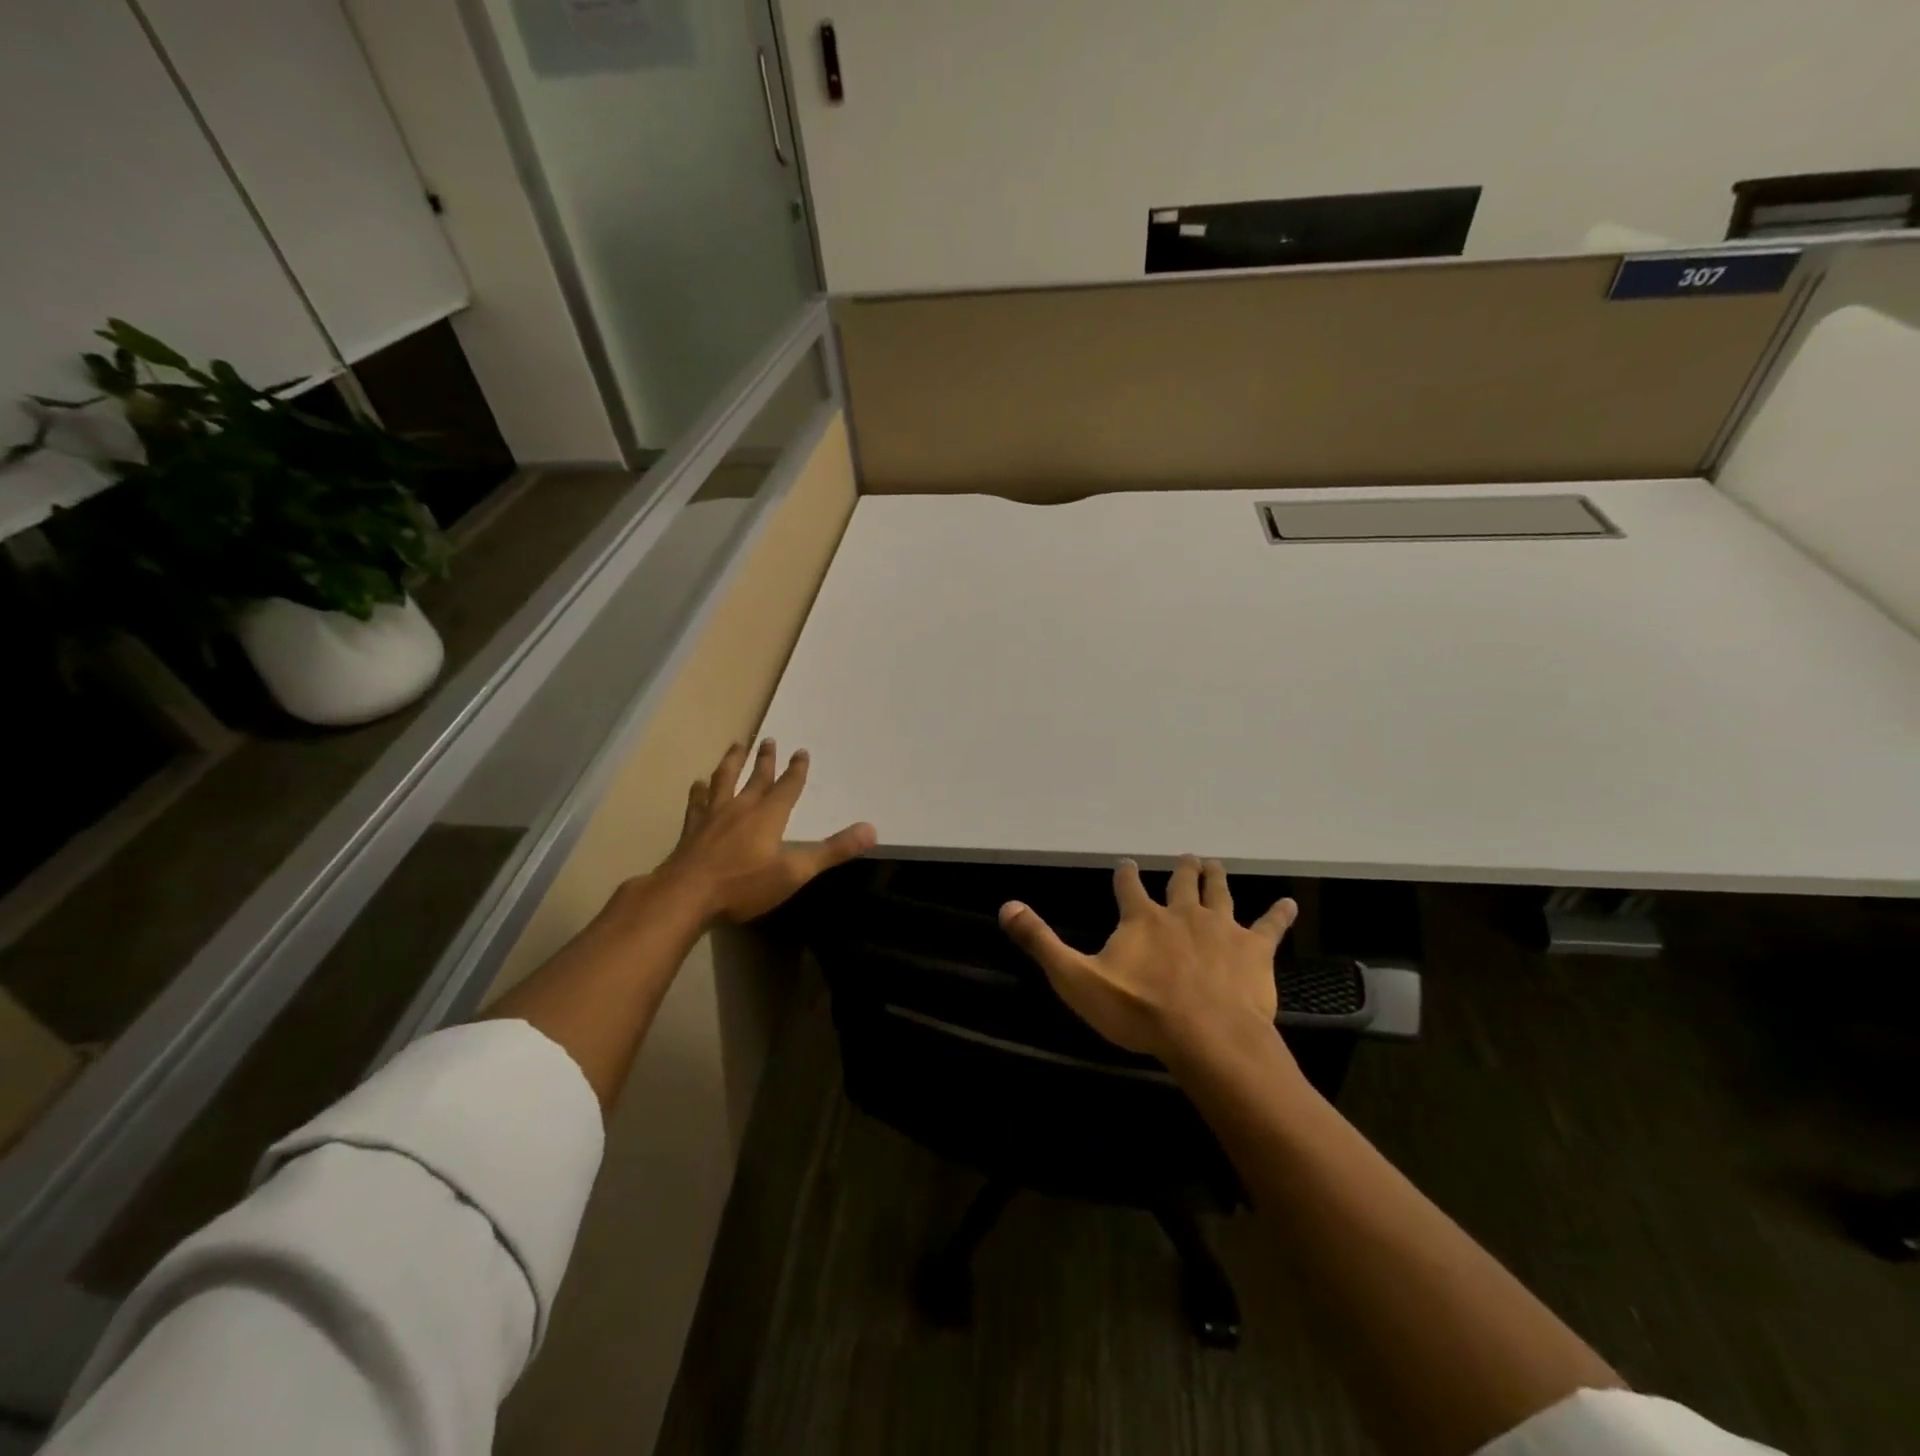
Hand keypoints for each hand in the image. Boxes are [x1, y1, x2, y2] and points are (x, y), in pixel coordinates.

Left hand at [657, 739, 875, 923]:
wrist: (686, 895)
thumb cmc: (744, 884)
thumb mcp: (795, 871)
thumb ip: (833, 851)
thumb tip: (871, 830)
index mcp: (768, 816)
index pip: (787, 787)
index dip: (796, 770)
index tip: (801, 751)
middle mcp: (741, 808)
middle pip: (756, 777)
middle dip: (765, 759)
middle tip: (768, 739)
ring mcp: (713, 817)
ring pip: (724, 780)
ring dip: (732, 762)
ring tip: (735, 746)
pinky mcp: (692, 830)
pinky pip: (697, 803)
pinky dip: (699, 791)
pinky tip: (697, 784)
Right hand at [999, 855, 1296, 1063]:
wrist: (1206, 1036)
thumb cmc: (1139, 1010)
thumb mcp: (1077, 978)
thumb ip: (1042, 942)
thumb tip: (1006, 906)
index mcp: (1141, 919)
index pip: (1129, 887)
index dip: (1126, 875)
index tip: (1126, 863)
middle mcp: (1182, 913)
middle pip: (1182, 883)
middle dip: (1181, 870)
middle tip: (1185, 857)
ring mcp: (1221, 928)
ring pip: (1220, 893)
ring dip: (1217, 878)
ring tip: (1215, 863)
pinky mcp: (1254, 950)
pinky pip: (1270, 926)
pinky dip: (1279, 914)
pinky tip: (1289, 903)